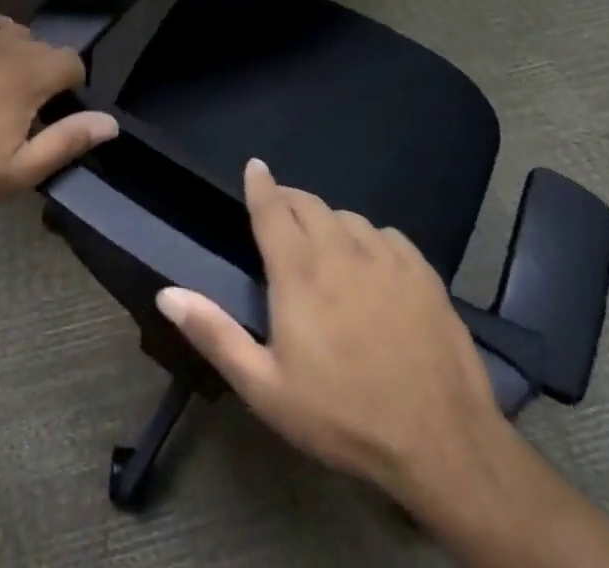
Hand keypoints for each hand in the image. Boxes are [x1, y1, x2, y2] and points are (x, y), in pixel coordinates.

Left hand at [0, 12, 115, 212]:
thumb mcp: (19, 170)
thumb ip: (67, 141)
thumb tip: (111, 122)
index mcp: (28, 78)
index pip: (71, 61)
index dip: (73, 84)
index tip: (58, 111)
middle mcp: (6, 49)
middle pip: (44, 46)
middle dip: (48, 71)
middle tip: (32, 109)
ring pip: (16, 33)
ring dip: (23, 52)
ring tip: (9, 84)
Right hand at [157, 159, 512, 522]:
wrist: (442, 443)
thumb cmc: (343, 416)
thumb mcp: (267, 388)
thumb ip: (215, 335)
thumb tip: (166, 293)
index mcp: (298, 271)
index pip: (271, 208)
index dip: (260, 183)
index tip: (254, 165)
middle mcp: (339, 249)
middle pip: (308, 204)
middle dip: (289, 201)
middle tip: (281, 215)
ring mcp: (385, 256)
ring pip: (347, 217)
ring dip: (329, 222)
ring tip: (325, 245)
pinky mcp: (421, 271)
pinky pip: (386, 234)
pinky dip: (369, 239)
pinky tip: (371, 264)